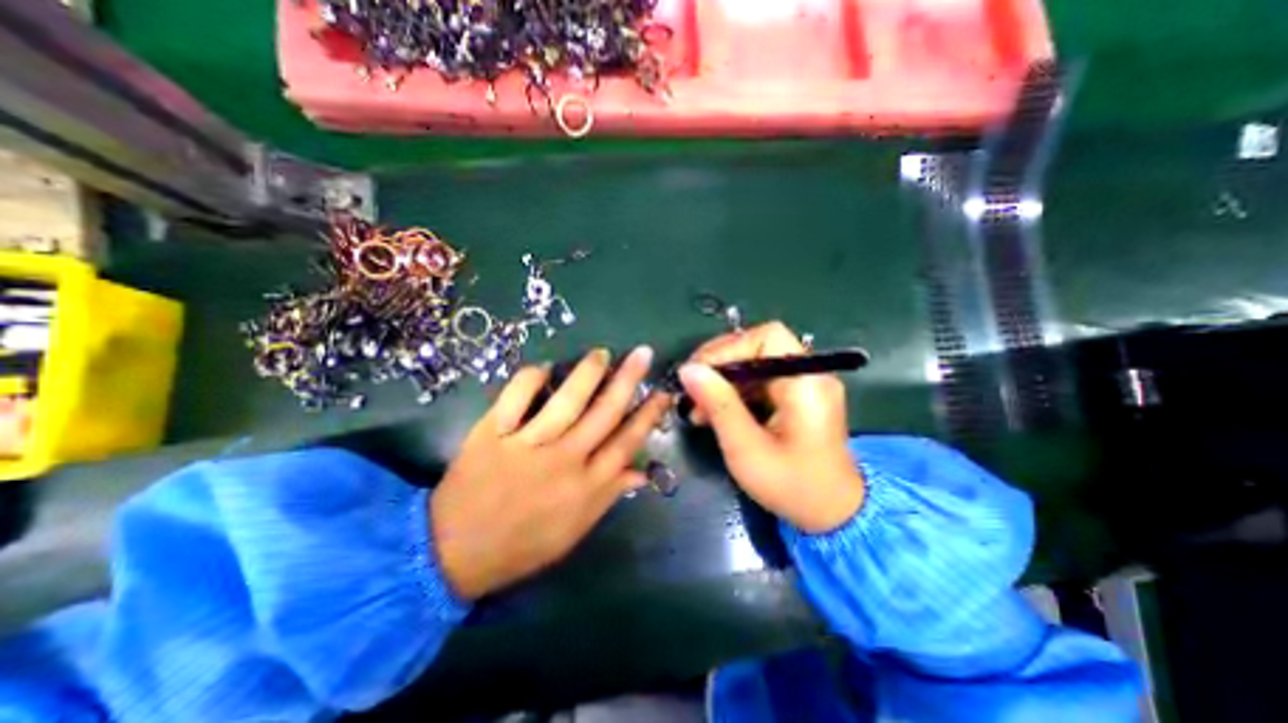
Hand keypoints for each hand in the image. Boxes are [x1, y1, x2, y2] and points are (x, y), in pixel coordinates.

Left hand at [433, 343, 675, 598]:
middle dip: (628, 381)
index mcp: (586, 487)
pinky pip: (515, 398)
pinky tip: (543, 368)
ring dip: (588, 373)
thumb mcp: (575, 531)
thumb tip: (642, 472)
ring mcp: (527, 446)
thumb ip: (609, 497)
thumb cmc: (522, 545)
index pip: (626, 442)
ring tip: (602, 354)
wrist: (453, 554)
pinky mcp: (492, 435)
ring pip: (566, 401)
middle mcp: (564, 461)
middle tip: (642, 354)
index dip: (648, 415)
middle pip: (604, 413)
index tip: (662, 392)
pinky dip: (530, 379)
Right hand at [676, 321, 865, 529]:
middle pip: (757, 348)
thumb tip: (688, 370)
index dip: (729, 348)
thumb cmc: (792, 487)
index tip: (698, 373)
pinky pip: (758, 382)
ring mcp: (803, 385)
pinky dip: (733, 394)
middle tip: (691, 391)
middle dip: (719, 366)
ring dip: (722, 382)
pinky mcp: (796, 397)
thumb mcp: (747, 449)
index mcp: (806, 383)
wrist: (833, 516)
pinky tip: (714, 414)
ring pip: (753, 365)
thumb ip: (719, 405)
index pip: (767, 337)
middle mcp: (809, 375)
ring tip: (697, 410)